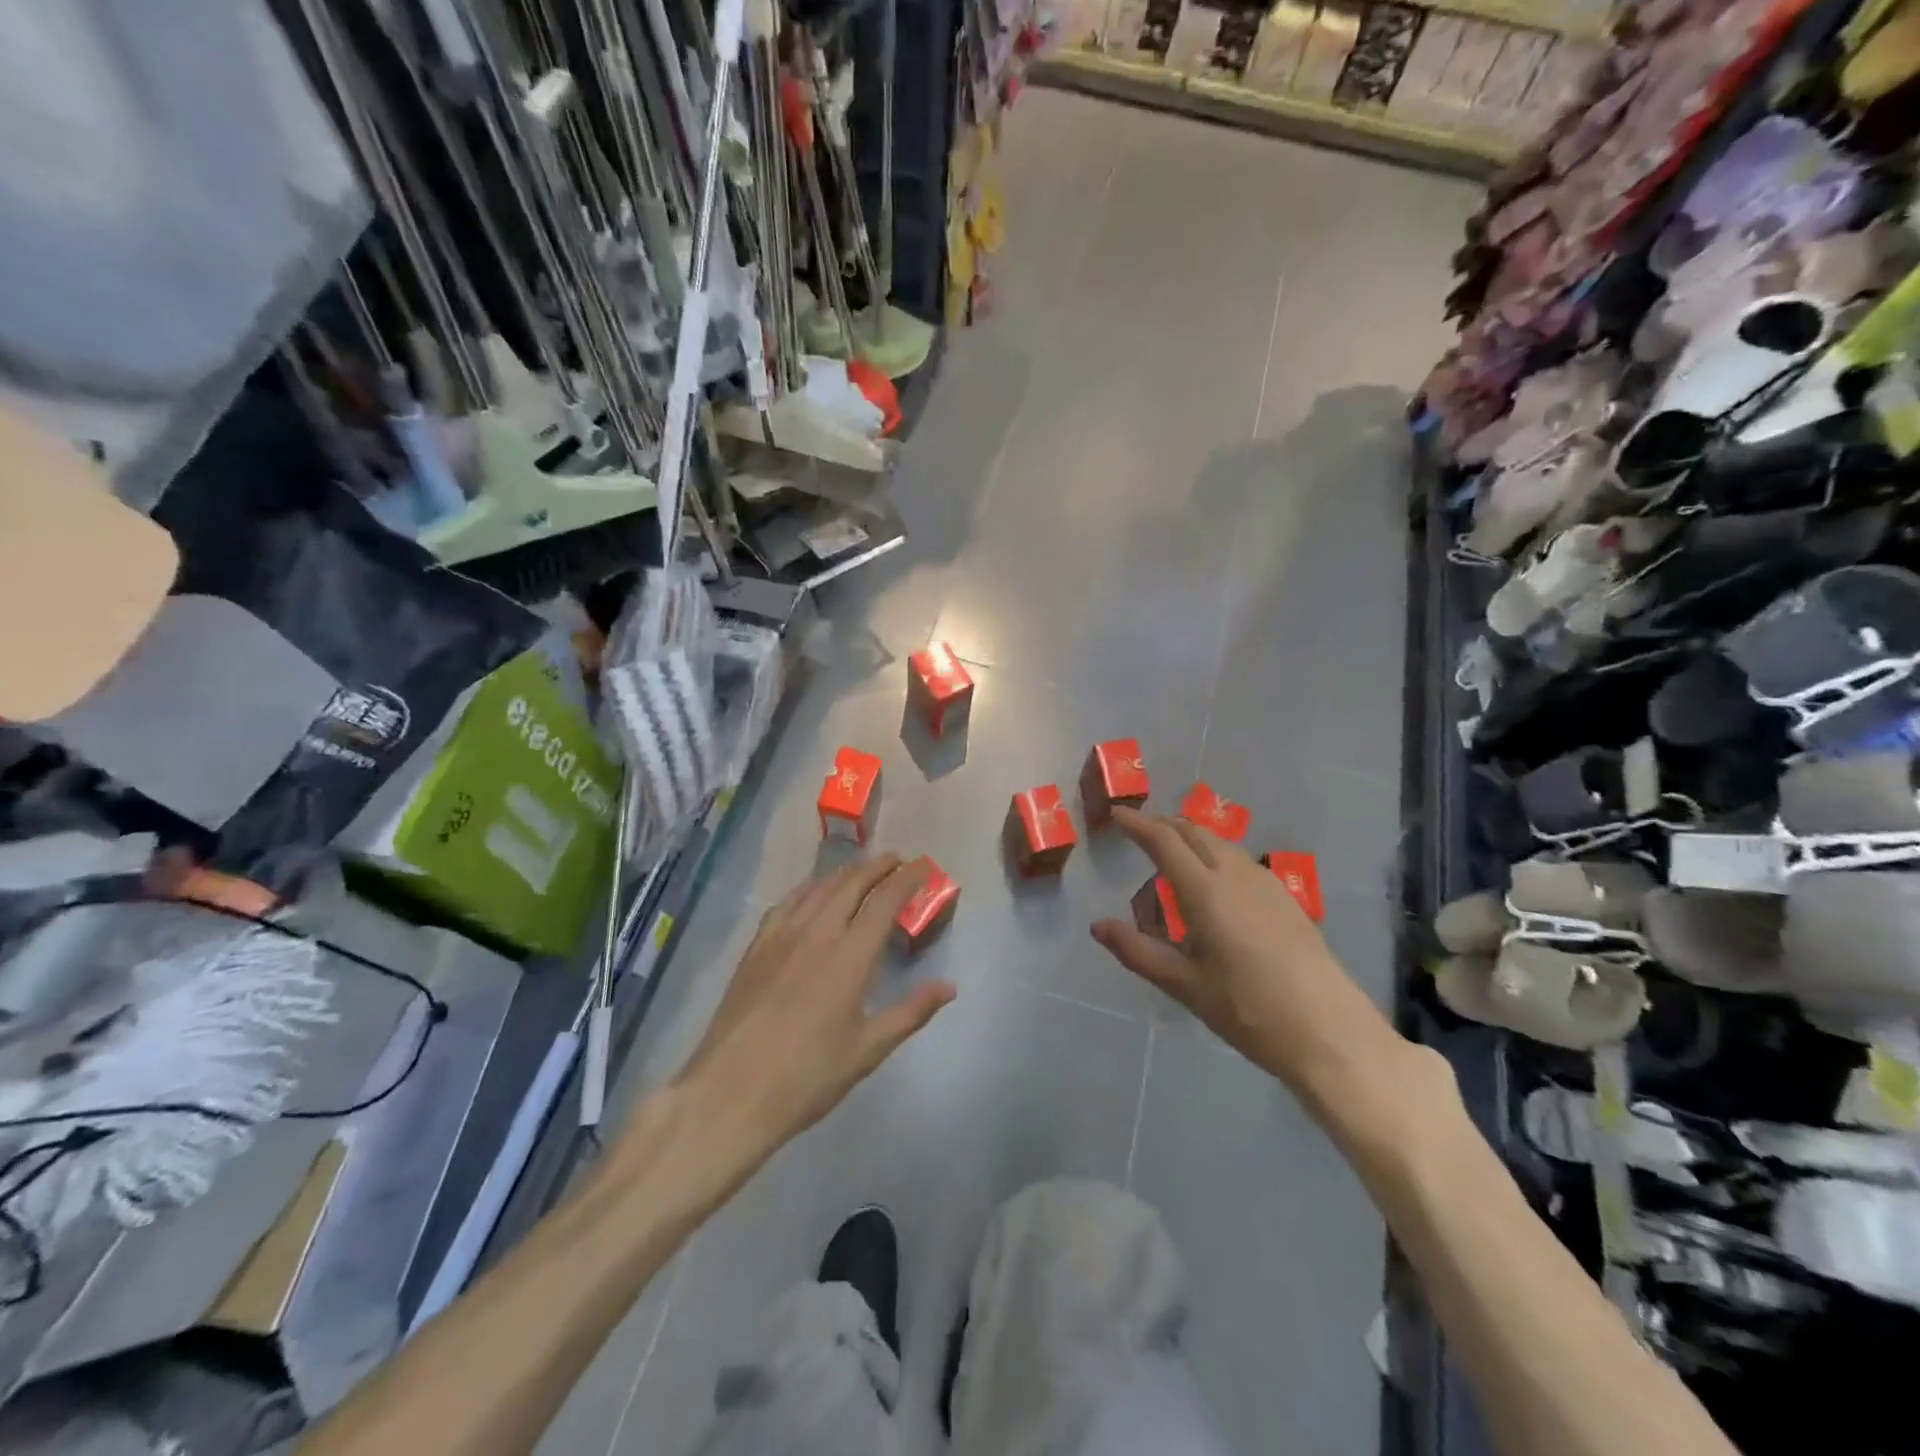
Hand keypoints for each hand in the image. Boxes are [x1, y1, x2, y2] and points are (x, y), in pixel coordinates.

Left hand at [672, 854, 955, 1161]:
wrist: (729, 1093)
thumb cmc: (806, 1077)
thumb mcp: (867, 1050)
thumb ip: (910, 1013)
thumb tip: (949, 987)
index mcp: (849, 956)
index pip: (884, 900)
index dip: (907, 878)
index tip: (924, 866)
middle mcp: (816, 933)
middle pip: (851, 883)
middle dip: (877, 866)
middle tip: (897, 861)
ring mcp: (781, 937)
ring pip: (818, 888)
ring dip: (845, 873)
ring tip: (862, 871)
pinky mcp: (756, 948)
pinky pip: (786, 903)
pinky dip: (808, 888)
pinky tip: (811, 893)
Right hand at [1091, 808, 1413, 1111]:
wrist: (1328, 1030)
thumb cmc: (1247, 1009)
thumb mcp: (1184, 985)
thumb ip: (1138, 951)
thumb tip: (1097, 926)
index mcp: (1205, 891)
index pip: (1165, 841)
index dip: (1138, 824)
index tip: (1117, 816)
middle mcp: (1235, 875)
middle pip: (1194, 832)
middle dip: (1164, 824)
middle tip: (1139, 830)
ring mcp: (1266, 883)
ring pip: (1220, 843)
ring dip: (1191, 837)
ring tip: (1172, 853)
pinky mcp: (1286, 898)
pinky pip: (1240, 860)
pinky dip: (1215, 854)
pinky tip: (1215, 881)